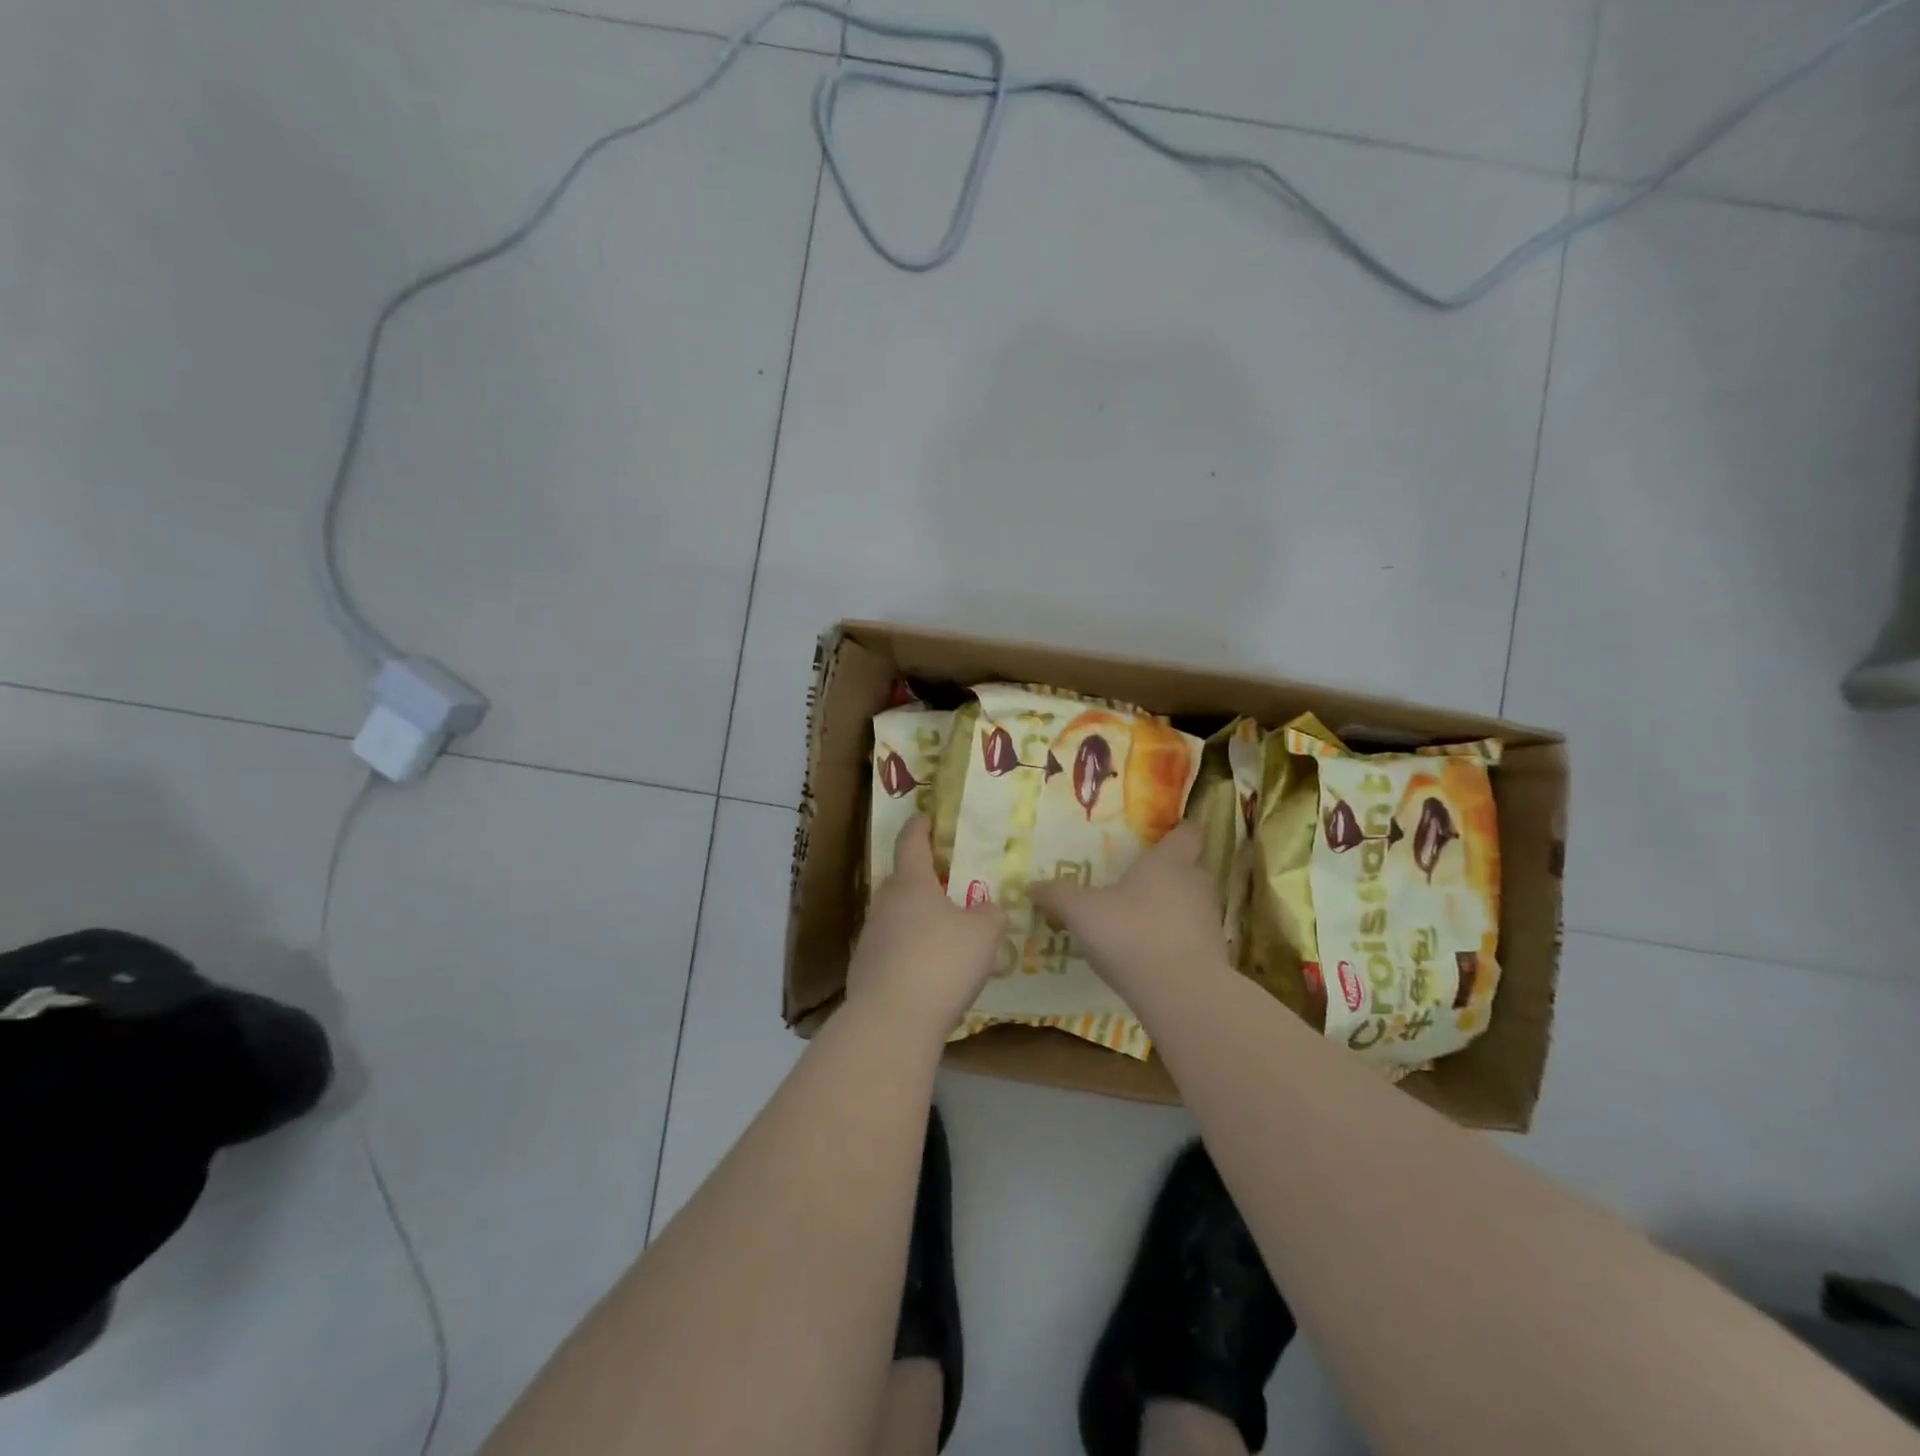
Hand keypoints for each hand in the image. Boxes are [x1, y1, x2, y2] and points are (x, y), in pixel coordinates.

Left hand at [846, 817, 1005, 1042]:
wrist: (891, 1021)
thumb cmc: (941, 962)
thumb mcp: (984, 934)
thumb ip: (990, 914)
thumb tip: (986, 909)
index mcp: (911, 883)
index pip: (911, 842)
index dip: (920, 827)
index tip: (926, 817)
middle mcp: (885, 904)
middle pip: (902, 881)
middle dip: (923, 880)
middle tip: (948, 886)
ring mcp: (870, 938)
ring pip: (896, 918)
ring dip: (917, 920)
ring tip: (944, 936)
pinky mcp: (864, 971)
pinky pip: (892, 951)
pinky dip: (909, 954)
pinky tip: (929, 975)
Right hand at [1028, 823, 1229, 1000]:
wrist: (1182, 993)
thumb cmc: (1131, 934)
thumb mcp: (1082, 912)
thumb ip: (1057, 895)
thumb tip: (1030, 885)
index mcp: (1169, 862)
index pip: (1187, 834)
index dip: (1178, 833)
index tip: (1163, 837)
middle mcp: (1195, 884)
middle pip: (1190, 868)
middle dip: (1169, 873)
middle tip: (1139, 881)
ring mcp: (1210, 920)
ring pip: (1193, 903)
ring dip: (1173, 908)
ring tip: (1142, 920)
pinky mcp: (1214, 955)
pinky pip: (1193, 937)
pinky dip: (1177, 941)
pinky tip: (1151, 954)